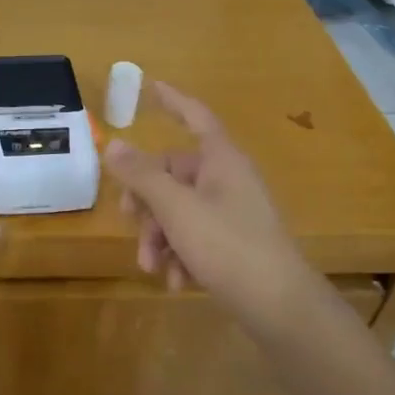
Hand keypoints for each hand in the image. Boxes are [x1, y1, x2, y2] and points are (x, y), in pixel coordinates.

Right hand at [104, 81, 309, 314]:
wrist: (281, 308)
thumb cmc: (228, 245)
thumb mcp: (176, 208)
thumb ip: (142, 176)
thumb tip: (113, 144)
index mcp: (221, 160)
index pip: (195, 116)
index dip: (173, 100)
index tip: (151, 85)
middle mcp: (228, 180)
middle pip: (175, 173)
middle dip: (148, 201)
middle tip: (130, 220)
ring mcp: (234, 213)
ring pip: (180, 210)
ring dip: (160, 236)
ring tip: (151, 266)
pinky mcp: (235, 245)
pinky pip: (196, 237)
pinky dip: (180, 255)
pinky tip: (174, 282)